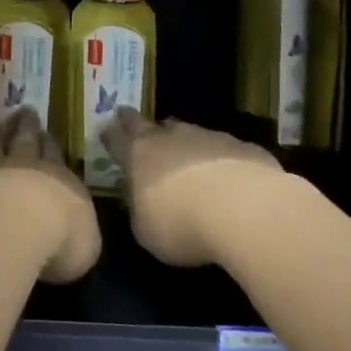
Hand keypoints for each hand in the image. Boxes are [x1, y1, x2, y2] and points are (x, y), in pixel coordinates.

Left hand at [0, 107, 99, 283]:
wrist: (16, 224)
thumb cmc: (62, 236)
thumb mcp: (86, 243)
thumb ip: (80, 233)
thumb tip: (77, 233)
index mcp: (60, 179)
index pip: (55, 156)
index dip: (50, 144)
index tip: (45, 132)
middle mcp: (26, 168)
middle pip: (26, 141)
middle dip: (27, 126)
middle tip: (26, 111)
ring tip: (0, 124)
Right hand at [102, 109, 282, 266]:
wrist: (244, 208)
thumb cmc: (182, 224)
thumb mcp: (147, 231)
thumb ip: (141, 211)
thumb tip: (144, 203)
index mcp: (139, 156)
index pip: (117, 139)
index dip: (111, 135)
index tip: (106, 130)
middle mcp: (170, 138)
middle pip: (148, 125)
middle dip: (137, 123)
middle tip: (130, 119)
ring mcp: (207, 137)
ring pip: (187, 132)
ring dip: (181, 141)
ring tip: (182, 153)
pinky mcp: (241, 146)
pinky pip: (223, 149)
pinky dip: (218, 158)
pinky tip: (226, 177)